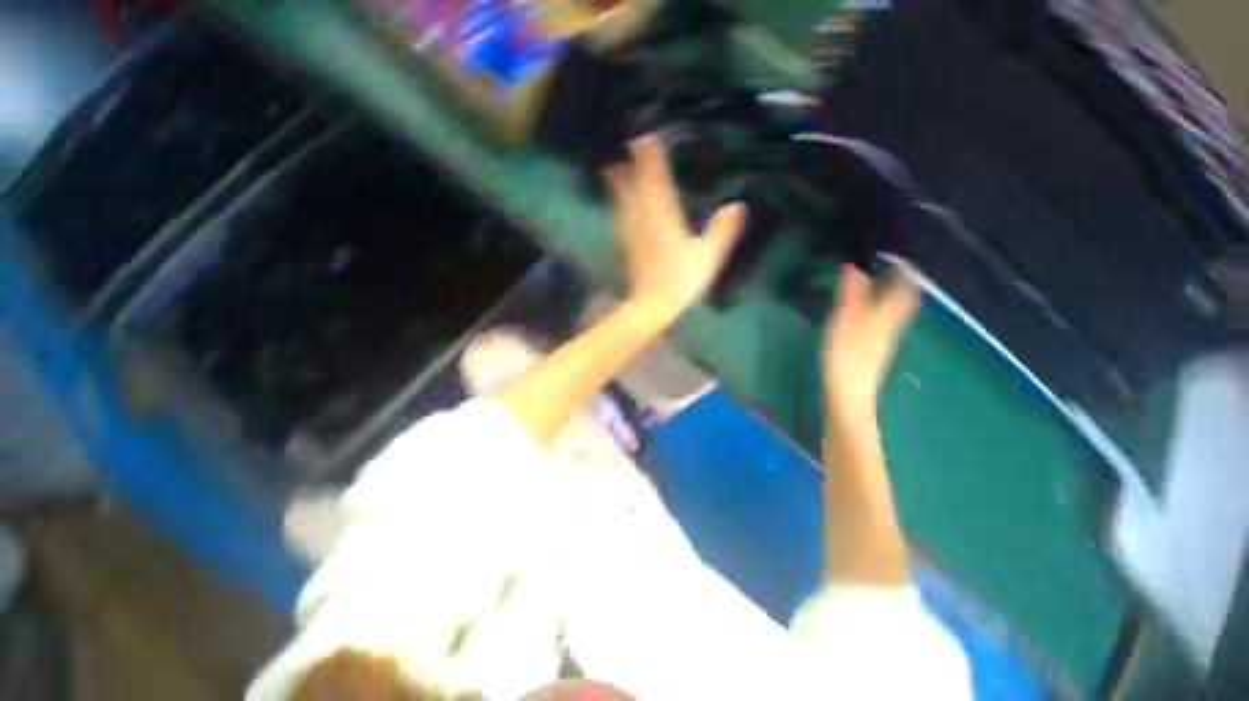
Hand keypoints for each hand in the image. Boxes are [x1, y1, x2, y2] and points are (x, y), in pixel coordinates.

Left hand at [603, 134, 745, 318]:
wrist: (653, 304)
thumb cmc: (681, 281)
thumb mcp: (707, 258)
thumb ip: (721, 231)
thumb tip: (737, 205)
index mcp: (665, 219)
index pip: (656, 182)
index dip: (650, 159)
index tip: (644, 137)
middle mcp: (644, 220)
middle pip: (634, 186)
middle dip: (630, 164)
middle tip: (627, 143)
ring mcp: (632, 231)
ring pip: (623, 200)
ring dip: (619, 182)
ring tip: (614, 166)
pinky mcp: (626, 243)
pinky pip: (621, 215)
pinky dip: (619, 202)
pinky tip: (617, 200)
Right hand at [823, 264, 919, 420]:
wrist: (849, 393)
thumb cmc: (846, 356)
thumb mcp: (843, 322)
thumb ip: (849, 296)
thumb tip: (852, 268)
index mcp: (886, 315)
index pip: (904, 289)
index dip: (905, 271)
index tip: (902, 257)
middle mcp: (890, 325)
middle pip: (904, 301)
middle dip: (903, 284)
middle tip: (894, 269)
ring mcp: (883, 339)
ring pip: (895, 312)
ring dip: (892, 296)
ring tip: (882, 285)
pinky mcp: (873, 350)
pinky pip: (884, 322)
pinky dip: (881, 310)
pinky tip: (869, 312)